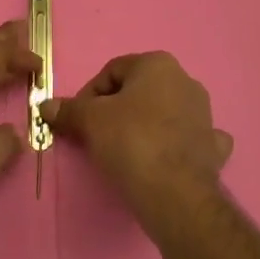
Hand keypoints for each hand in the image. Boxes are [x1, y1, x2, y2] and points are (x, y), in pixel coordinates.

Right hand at [42, 52, 233, 223]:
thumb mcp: (90, 121)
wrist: (175, 193)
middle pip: (139, 90)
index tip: (78, 118)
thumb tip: (45, 106)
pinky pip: (189, 138)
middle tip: (97, 134)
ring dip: (146, 124)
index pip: (112, 70)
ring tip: (125, 150)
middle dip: (117, 108)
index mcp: (158, 64)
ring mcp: (205, 114)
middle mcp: (186, 81)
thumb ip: (68, 110)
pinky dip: (176, 145)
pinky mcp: (214, 146)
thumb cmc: (131, 142)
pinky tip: (165, 159)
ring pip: (165, 112)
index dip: (89, 94)